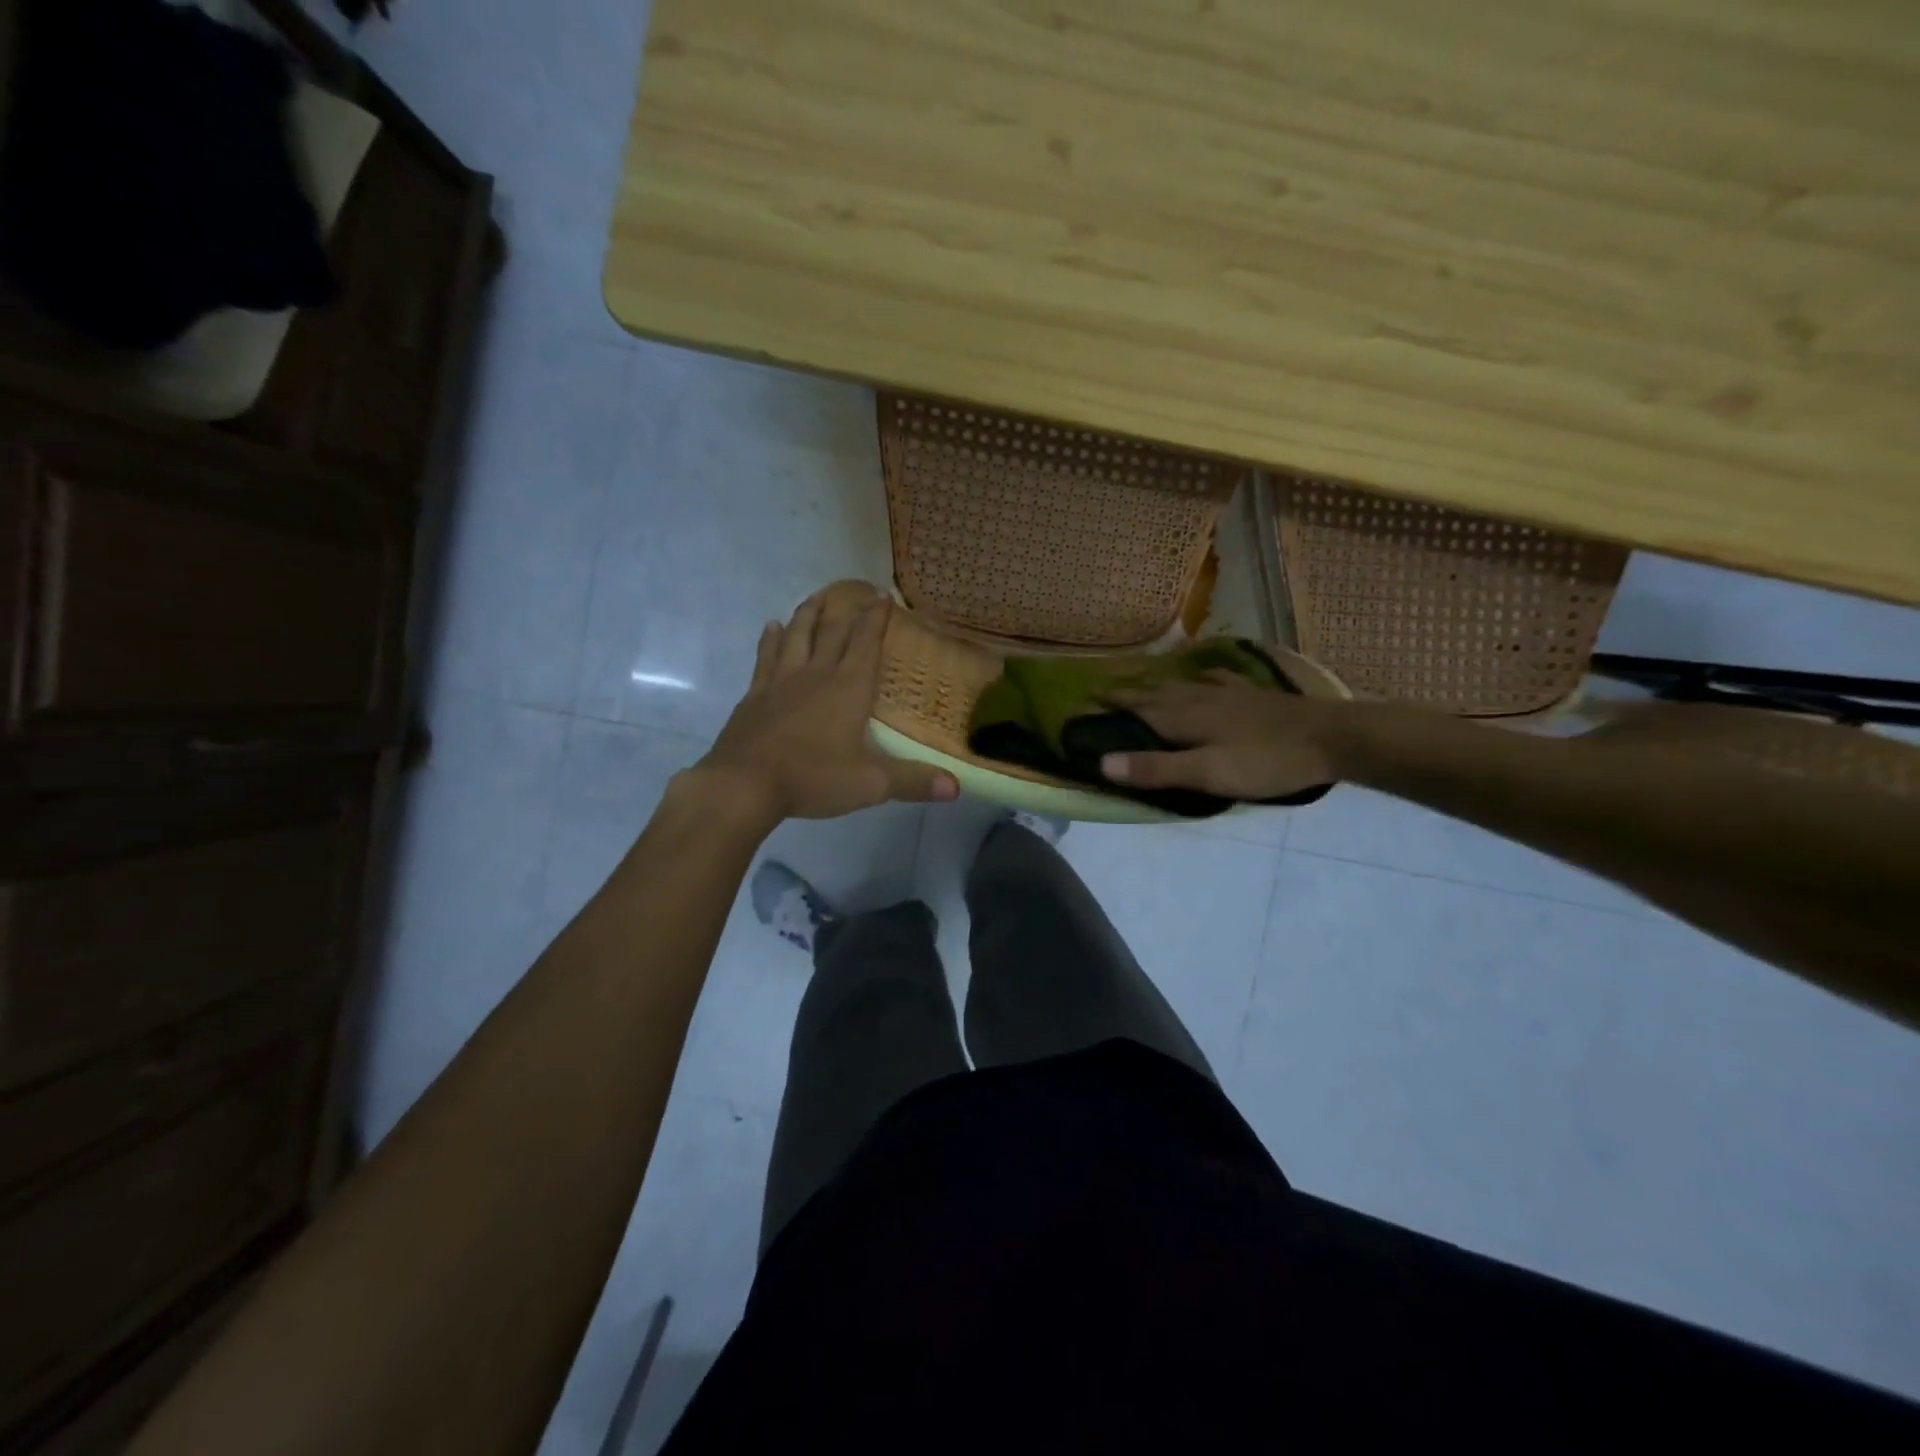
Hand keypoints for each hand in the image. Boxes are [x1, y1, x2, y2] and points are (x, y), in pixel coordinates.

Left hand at [693, 589, 958, 821]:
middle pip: (832, 632)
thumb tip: (956, 787)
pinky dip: (770, 640)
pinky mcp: (755, 695)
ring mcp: (781, 682)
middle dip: (847, 609)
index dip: (877, 618)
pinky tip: (771, 627)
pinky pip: (765, 658)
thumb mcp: (871, 784)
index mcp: (848, 688)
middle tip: (855, 589)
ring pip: (797, 636)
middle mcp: (816, 674)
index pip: (866, 643)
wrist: (745, 784)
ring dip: (809, 615)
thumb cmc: (813, 778)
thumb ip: (913, 781)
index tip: (884, 595)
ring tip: (816, 598)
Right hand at [1101, 673, 1353, 799]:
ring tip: (1140, 681)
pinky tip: (1203, 674)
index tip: (1083, 701)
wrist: (1331, 737)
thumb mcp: (1207, 773)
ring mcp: (1228, 693)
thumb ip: (1156, 768)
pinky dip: (1199, 676)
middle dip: (1126, 691)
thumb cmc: (1265, 761)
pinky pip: (1216, 679)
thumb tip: (1102, 762)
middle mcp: (1199, 698)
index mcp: (1184, 717)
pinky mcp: (1252, 695)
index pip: (1136, 708)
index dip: (1109, 704)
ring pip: (1181, 684)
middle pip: (1154, 692)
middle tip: (1102, 690)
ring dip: (1155, 683)